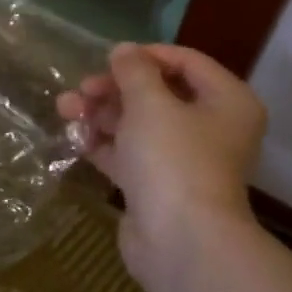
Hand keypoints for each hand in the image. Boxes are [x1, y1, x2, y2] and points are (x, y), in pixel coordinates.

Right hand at [58, 43, 266, 291]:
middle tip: (82, 90)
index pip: (186, 62)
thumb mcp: (150, 104)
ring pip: (137, 125)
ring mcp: (183, 160)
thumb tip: (123, 50)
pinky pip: (128, 154)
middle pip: (157, 94)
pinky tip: (74, 138)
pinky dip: (103, 144)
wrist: (179, 241)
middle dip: (113, 89)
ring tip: (65, 110)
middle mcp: (210, 128)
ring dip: (100, 115)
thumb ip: (133, 72)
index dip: (145, 55)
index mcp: (226, 101)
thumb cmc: (173, 159)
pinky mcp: (156, 186)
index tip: (108, 58)